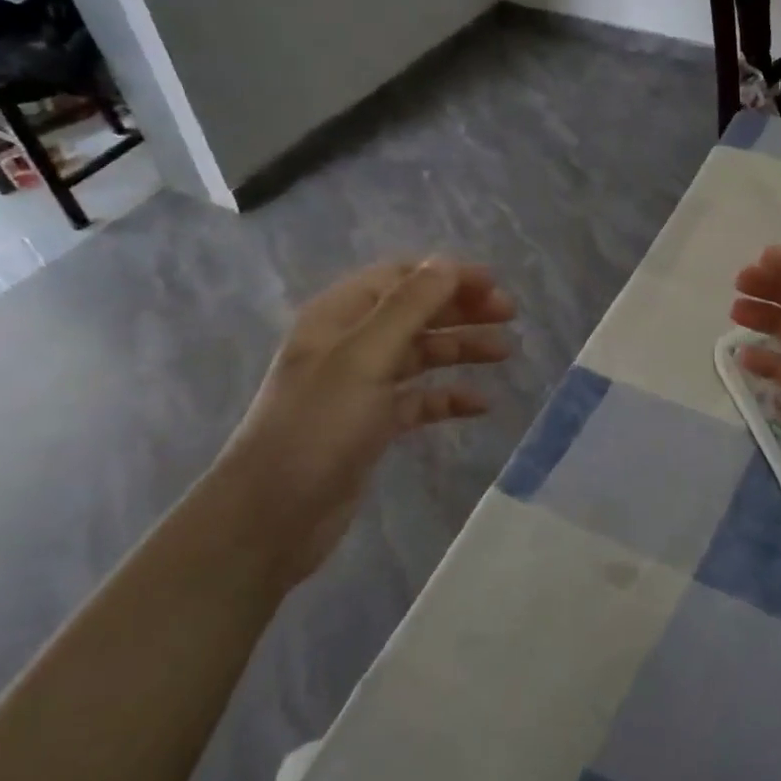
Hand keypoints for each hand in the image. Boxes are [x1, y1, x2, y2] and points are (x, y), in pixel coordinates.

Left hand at [214, 257, 513, 586]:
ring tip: (504, 353)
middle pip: (415, 312)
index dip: (447, 275)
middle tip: (509, 315)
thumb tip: (447, 263)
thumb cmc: (318, 426)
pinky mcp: (371, 425)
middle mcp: (350, 344)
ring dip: (461, 348)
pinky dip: (449, 397)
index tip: (494, 285)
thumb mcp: (365, 356)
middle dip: (461, 309)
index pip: (401, 277)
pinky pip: (419, 399)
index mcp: (340, 316)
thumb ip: (409, 306)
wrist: (271, 516)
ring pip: (421, 354)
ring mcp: (360, 386)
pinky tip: (480, 405)